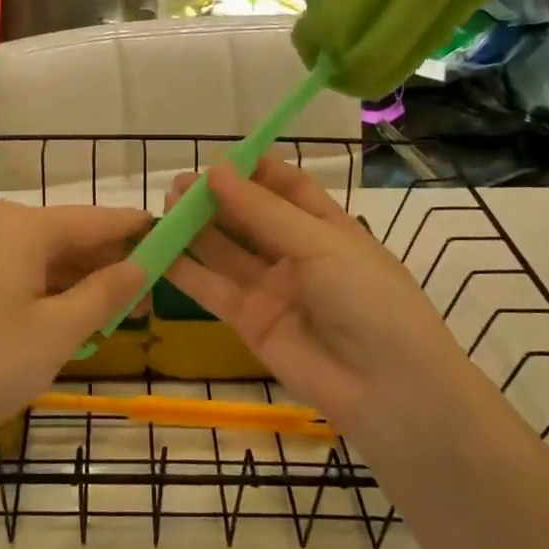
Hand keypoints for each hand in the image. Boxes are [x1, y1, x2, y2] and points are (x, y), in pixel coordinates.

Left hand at [0, 202, 148, 452]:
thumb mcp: (58, 332)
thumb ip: (104, 293)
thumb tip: (139, 266)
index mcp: (20, 227)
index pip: (94, 219)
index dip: (135, 229)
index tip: (171, 236)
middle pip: (64, 236)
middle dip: (106, 264)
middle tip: (148, 294)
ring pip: (37, 256)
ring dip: (75, 281)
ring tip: (115, 312)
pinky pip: (11, 271)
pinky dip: (42, 289)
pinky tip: (66, 316)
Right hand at [164, 160, 467, 434]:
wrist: (388, 390)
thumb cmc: (369, 299)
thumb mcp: (322, 244)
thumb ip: (263, 211)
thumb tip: (216, 170)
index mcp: (328, 227)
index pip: (288, 188)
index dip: (254, 171)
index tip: (218, 158)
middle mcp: (297, 254)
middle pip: (250, 217)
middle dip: (217, 198)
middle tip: (179, 184)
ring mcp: (272, 289)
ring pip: (226, 251)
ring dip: (197, 229)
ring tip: (165, 205)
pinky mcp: (249, 322)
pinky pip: (213, 289)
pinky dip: (186, 271)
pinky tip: (160, 249)